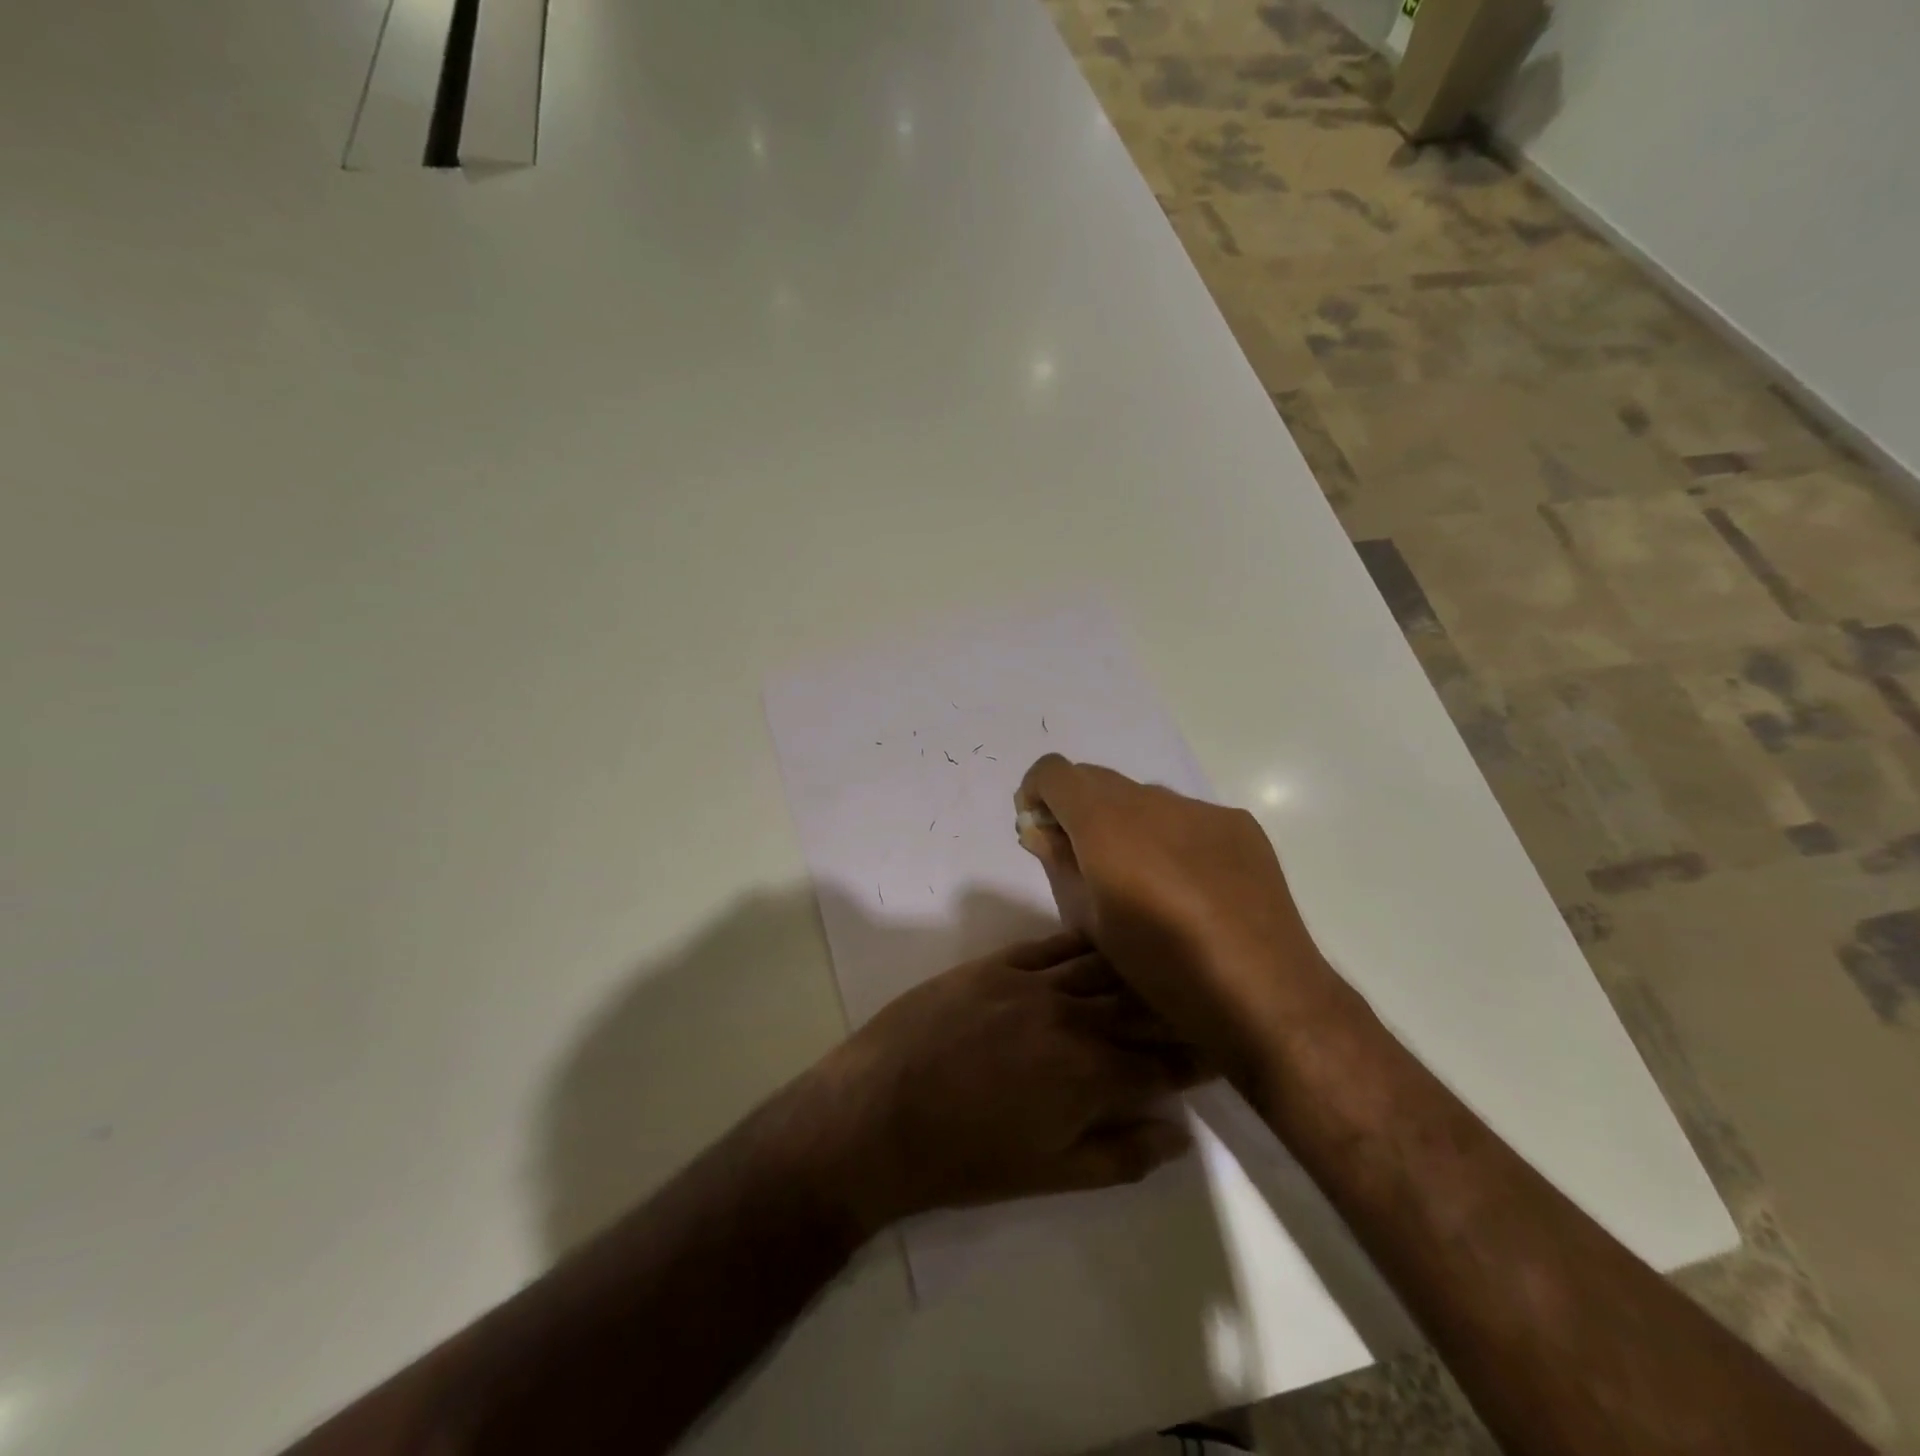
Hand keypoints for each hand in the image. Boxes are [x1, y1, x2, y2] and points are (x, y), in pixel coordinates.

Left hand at [806, 932, 1200, 1234]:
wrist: (879, 1112)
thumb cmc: (966, 1158)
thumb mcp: (1050, 1174)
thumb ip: (1119, 1155)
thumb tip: (1178, 1135)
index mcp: (1090, 1075)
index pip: (1163, 1062)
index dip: (1199, 1056)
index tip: (1226, 1044)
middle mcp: (1071, 1018)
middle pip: (1140, 1006)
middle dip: (1179, 1006)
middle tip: (1208, 997)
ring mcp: (1031, 982)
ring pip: (1102, 968)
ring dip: (1138, 967)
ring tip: (1166, 960)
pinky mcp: (996, 963)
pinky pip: (1052, 945)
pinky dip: (1083, 943)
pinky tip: (1101, 936)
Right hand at [1013, 755, 1344, 1080]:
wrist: (1264, 993)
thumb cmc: (1163, 966)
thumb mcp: (1094, 921)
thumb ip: (1061, 863)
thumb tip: (1039, 830)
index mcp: (1107, 823)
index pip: (1054, 772)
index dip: (1036, 793)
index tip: (1040, 828)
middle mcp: (1152, 800)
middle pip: (1096, 779)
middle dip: (1077, 807)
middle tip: (1082, 856)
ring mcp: (1201, 809)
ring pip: (1143, 797)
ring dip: (1125, 821)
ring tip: (1141, 876)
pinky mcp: (1239, 824)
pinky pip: (1186, 815)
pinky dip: (1169, 835)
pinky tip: (1188, 883)